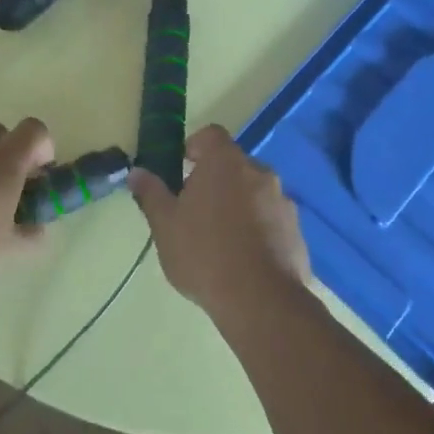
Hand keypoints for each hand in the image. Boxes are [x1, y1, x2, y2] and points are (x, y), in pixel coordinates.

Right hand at [128, 125, 311, 315]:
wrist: (260, 299)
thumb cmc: (204, 253)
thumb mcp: (165, 225)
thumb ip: (151, 194)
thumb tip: (136, 172)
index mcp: (225, 162)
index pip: (210, 135)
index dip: (194, 147)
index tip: (181, 169)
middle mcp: (259, 172)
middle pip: (233, 165)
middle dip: (214, 181)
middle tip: (193, 211)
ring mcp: (283, 201)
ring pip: (254, 193)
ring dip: (238, 205)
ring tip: (220, 240)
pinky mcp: (297, 230)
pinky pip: (271, 219)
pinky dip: (258, 229)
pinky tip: (244, 259)